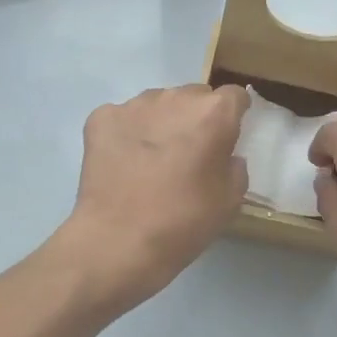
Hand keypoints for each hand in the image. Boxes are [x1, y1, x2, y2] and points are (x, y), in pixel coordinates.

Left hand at [59, 84, 248, 309]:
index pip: (234, 96)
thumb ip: (235, 167)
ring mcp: (133, 105)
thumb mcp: (230, 200)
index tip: (229, 134)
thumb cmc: (184, 221)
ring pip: (157, 104)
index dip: (234, 114)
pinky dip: (126, 134)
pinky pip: (122, 118)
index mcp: (213, 113)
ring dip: (161, 122)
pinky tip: (123, 162)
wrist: (118, 241)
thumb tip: (224, 156)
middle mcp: (174, 97)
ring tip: (153, 160)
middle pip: (194, 96)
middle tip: (190, 153)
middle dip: (196, 117)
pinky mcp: (101, 118)